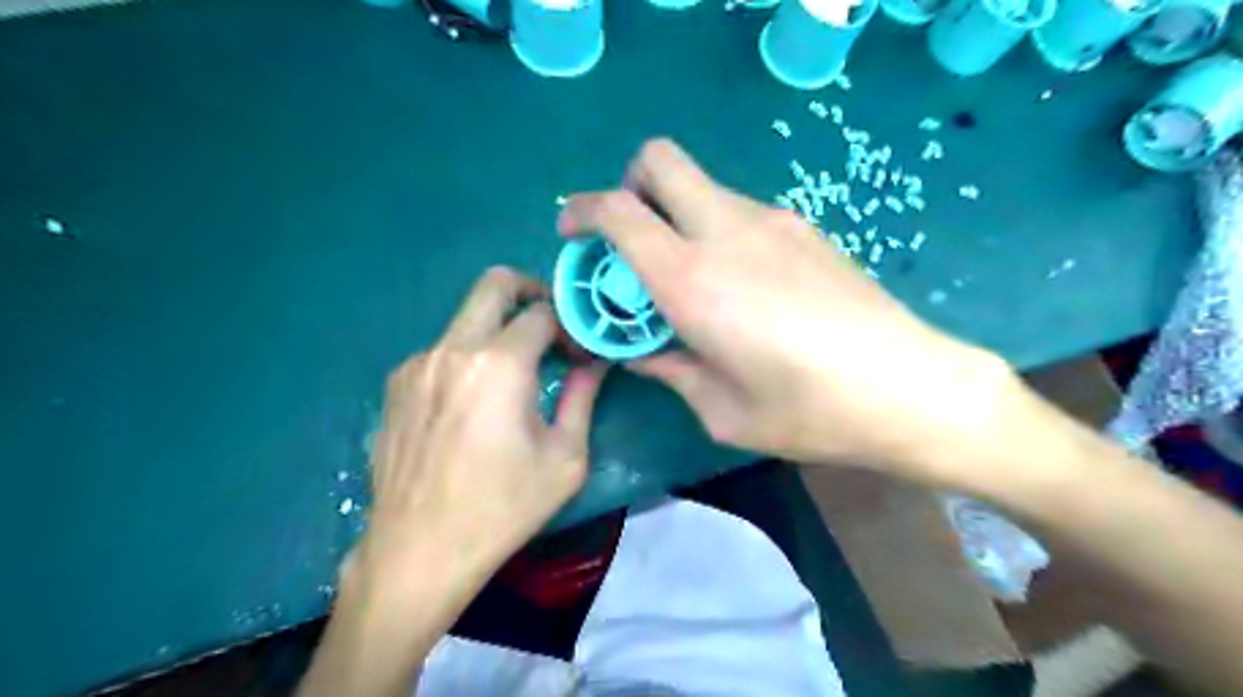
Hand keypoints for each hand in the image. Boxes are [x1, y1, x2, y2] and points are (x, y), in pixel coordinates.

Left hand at [351, 268, 605, 598]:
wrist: (419, 550)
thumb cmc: (503, 508)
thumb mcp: (564, 457)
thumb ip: (583, 396)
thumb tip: (597, 361)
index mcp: (498, 365)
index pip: (543, 311)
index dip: (570, 324)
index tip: (580, 352)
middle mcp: (452, 349)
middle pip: (494, 283)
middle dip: (530, 291)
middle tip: (550, 324)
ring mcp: (417, 363)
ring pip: (466, 318)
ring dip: (497, 332)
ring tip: (513, 378)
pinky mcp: (396, 384)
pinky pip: (442, 350)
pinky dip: (468, 358)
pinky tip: (472, 403)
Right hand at [559, 140, 1014, 483]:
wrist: (909, 388)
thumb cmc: (807, 411)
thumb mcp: (721, 409)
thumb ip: (670, 370)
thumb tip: (641, 353)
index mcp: (691, 280)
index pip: (618, 210)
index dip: (582, 211)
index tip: (573, 234)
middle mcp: (725, 231)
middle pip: (658, 159)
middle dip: (629, 186)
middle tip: (632, 241)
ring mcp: (772, 220)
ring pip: (701, 185)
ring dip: (677, 215)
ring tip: (692, 279)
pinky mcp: (804, 226)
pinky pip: (739, 209)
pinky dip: (717, 230)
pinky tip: (743, 285)